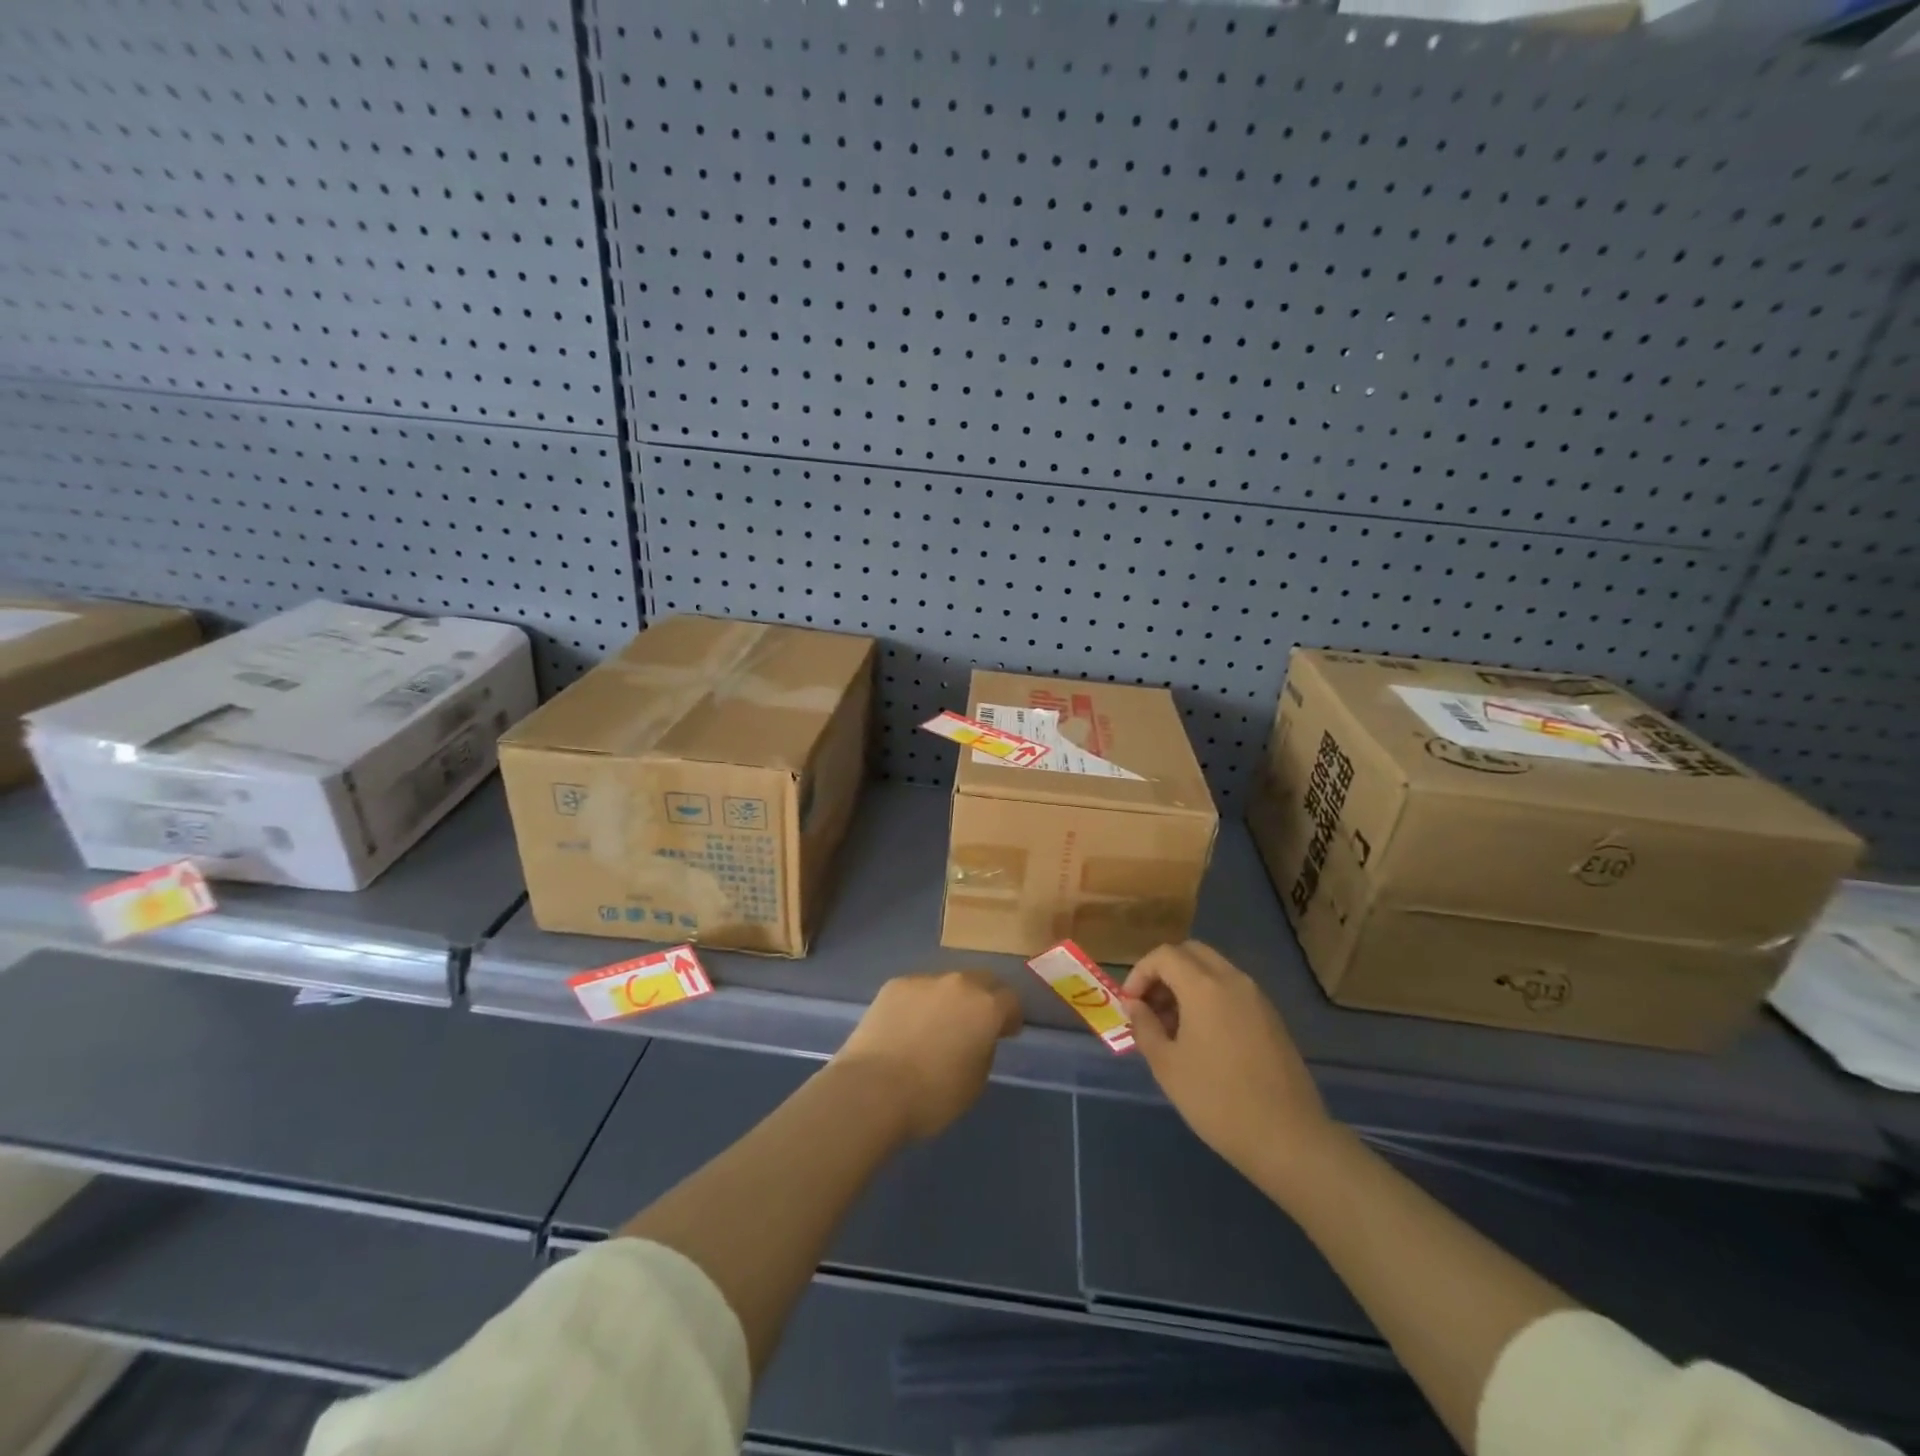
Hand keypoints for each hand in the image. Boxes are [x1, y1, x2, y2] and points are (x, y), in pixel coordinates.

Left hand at [835, 970, 1023, 1140]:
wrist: (873, 1089)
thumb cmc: (932, 1095)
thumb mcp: (975, 1082)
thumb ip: (984, 1050)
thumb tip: (976, 1038)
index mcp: (986, 1007)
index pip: (1011, 1001)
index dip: (1010, 1018)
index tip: (1005, 1033)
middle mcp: (959, 984)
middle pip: (981, 981)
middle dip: (984, 998)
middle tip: (975, 1024)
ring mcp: (924, 980)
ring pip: (946, 984)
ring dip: (949, 1000)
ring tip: (935, 1026)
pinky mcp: (894, 985)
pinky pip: (917, 990)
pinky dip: (919, 1004)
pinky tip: (906, 1027)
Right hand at [1122, 941, 1335, 1184]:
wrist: (1288, 1138)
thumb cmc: (1218, 1100)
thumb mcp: (1167, 1066)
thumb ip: (1145, 1027)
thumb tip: (1136, 1006)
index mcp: (1204, 987)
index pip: (1164, 955)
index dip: (1140, 973)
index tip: (1130, 1005)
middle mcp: (1233, 980)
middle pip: (1191, 953)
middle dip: (1164, 971)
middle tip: (1150, 1006)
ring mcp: (1257, 998)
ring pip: (1214, 970)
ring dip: (1187, 983)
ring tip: (1173, 1026)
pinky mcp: (1272, 1018)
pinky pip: (1233, 990)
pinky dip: (1210, 997)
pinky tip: (1203, 1038)